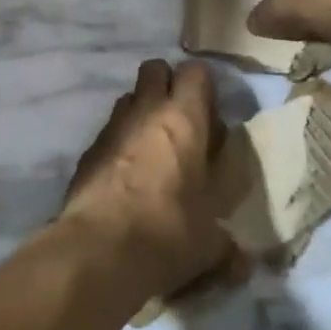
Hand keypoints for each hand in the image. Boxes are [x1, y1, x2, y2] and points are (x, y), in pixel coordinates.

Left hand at [59, 60, 247, 298]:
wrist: (97, 251)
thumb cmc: (167, 232)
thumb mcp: (211, 241)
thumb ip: (228, 242)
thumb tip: (242, 261)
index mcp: (184, 119)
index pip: (196, 71)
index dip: (204, 87)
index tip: (210, 115)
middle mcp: (146, 111)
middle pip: (155, 68)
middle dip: (167, 85)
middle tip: (181, 122)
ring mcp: (112, 127)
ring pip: (129, 98)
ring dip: (142, 112)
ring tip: (153, 149)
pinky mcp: (87, 150)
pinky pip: (109, 131)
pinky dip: (120, 142)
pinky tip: (126, 177)